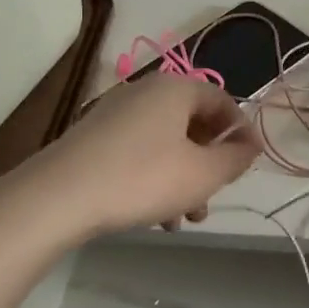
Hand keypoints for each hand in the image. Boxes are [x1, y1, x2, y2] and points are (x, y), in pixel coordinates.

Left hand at [22, 75, 261, 238]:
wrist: (58, 196)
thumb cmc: (142, 178)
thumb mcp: (202, 174)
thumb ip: (235, 159)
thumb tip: (250, 145)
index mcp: (176, 88)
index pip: (224, 101)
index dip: (242, 132)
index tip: (249, 165)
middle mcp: (146, 91)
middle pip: (194, 123)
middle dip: (210, 163)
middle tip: (214, 196)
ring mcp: (117, 113)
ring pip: (167, 143)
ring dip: (184, 178)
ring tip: (186, 218)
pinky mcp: (96, 137)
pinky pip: (140, 152)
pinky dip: (156, 178)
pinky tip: (156, 217)